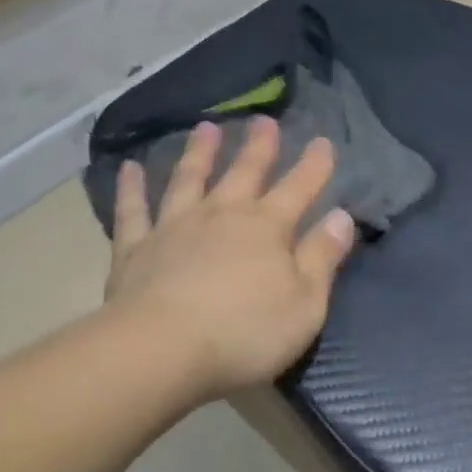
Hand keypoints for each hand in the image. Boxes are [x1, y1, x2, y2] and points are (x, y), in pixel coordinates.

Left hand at [107, 117, 357, 399]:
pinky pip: (133, 210)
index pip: (299, 187)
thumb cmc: (244, 333)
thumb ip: (323, 257)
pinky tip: (129, 168)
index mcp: (266, 227)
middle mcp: (222, 214)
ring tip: (206, 127)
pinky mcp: (136, 247)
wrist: (161, 350)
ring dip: (199, 152)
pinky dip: (131, 188)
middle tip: (264, 120)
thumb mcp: (305, 304)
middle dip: (259, 146)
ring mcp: (175, 226)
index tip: (324, 140)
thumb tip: (342, 216)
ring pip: (189, 179)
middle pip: (244, 172)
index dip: (315, 165)